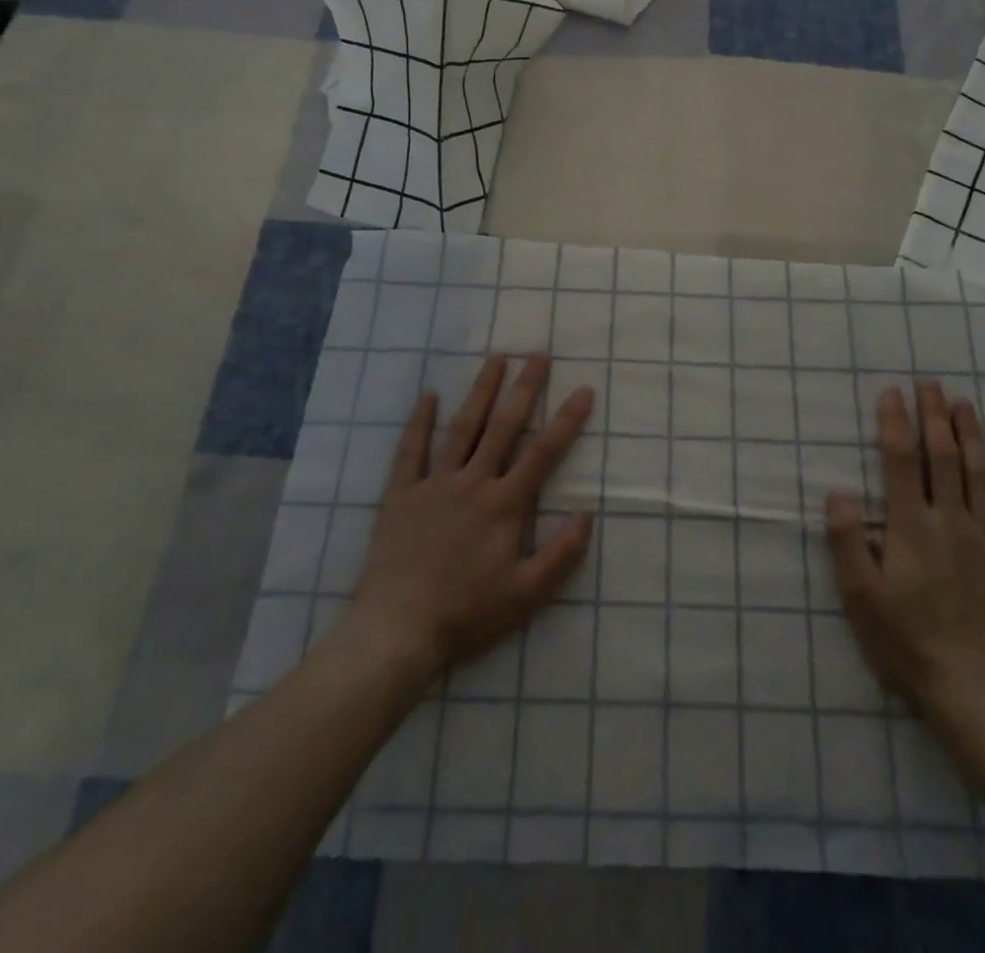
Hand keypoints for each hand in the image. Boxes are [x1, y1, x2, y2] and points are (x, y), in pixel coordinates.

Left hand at [342, 356, 594, 688]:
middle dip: (524, 388)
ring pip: (462, 428)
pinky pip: (410, 450)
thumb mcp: (527, 595)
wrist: (397, 630)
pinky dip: (420, 422)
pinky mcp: (401, 494)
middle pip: (504, 427)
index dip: (566, 421)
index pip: (543, 453)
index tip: (583, 390)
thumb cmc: (467, 614)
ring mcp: (434, 484)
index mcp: (505, 505)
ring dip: (481, 392)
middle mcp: (473, 483)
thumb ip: (562, 553)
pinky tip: (429, 395)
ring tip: (496, 359)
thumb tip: (587, 512)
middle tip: (538, 354)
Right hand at [825, 382, 984, 734]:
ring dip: (972, 436)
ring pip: (980, 475)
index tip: (891, 393)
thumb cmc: (908, 644)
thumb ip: (849, 542)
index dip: (895, 423)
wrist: (978, 694)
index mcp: (912, 527)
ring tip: (965, 405)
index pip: (902, 461)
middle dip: (934, 416)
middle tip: (929, 384)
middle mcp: (952, 522)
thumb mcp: (861, 598)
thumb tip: (837, 492)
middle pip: (944, 457)